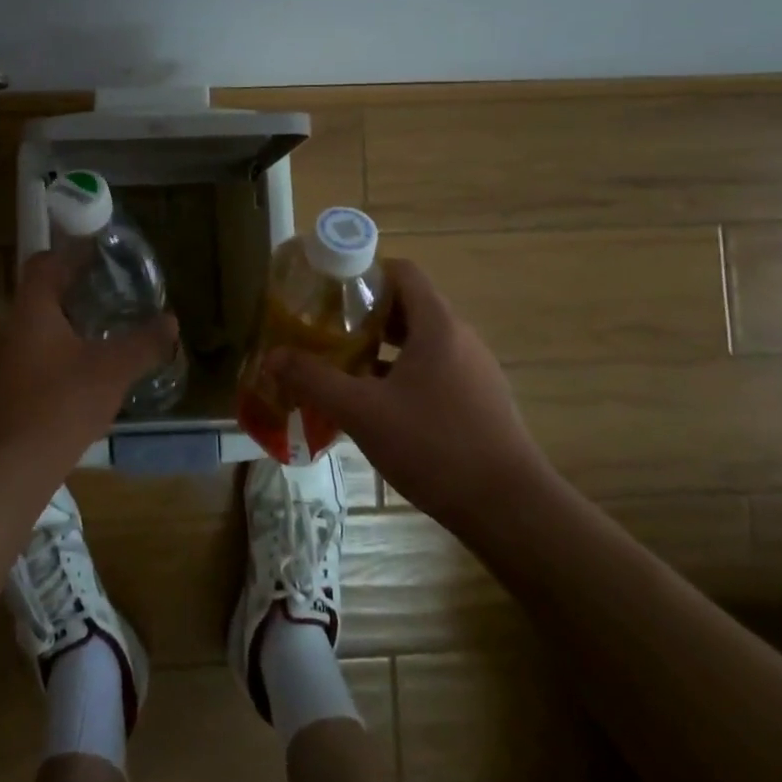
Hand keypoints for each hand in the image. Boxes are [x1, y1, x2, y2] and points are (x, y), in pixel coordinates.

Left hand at [0, 250, 179, 482]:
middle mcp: (9, 329)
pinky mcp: (1, 391)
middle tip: (109, 297)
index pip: (43, 263)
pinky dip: (53, 356)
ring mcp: (0, 362)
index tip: (99, 259)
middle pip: (39, 296)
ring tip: (99, 335)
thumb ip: (144, 342)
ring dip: (64, 327)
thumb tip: (170, 321)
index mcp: (31, 311)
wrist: (15, 465)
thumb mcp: (114, 369)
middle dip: (73, 293)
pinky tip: (78, 376)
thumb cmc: (64, 403)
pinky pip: (29, 358)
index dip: (70, 255)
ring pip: (34, 329)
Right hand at [268, 259, 549, 527]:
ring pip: (420, 342)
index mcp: (437, 326)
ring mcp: (474, 370)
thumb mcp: (362, 412)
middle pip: (409, 306)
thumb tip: (271, 356)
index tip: (328, 291)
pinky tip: (377, 405)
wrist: (510, 509)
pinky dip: (402, 373)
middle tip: (325, 329)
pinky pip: (434, 370)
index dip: (364, 272)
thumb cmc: (435, 446)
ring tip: (343, 365)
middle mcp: (460, 338)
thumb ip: (314, 380)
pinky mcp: (479, 401)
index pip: (403, 272)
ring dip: (381, 347)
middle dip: (364, 313)